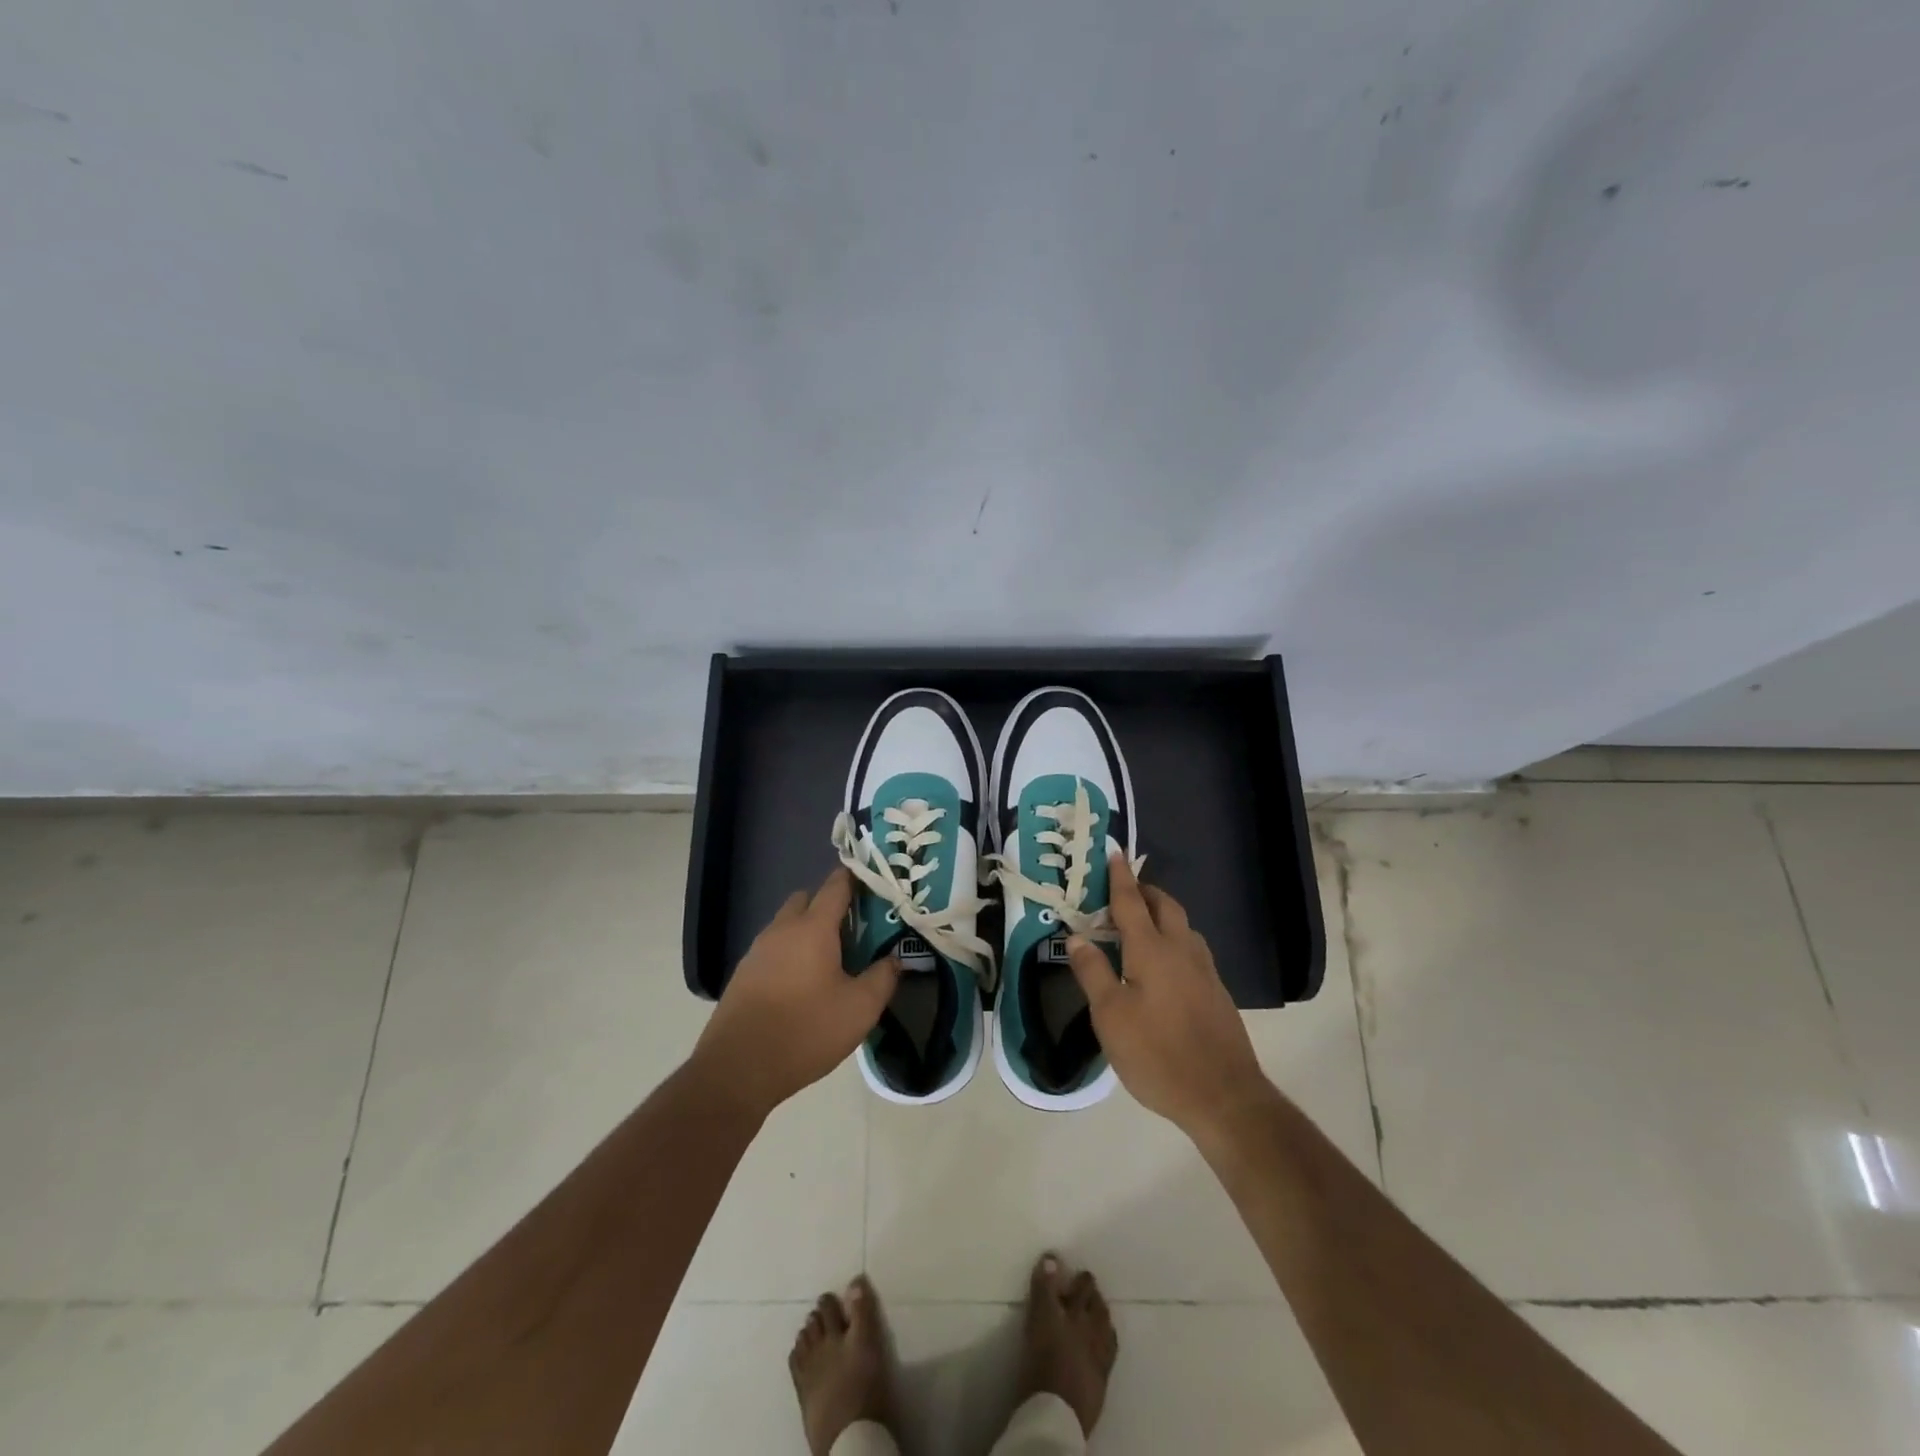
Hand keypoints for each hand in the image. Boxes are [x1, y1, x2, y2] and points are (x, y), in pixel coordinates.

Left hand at [694, 867, 899, 1118]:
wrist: (738, 1069)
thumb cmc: (806, 1031)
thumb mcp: (860, 1008)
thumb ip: (883, 977)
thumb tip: (895, 958)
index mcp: (813, 928)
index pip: (836, 885)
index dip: (856, 878)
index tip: (875, 882)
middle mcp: (782, 929)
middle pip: (807, 899)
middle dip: (830, 904)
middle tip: (856, 928)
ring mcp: (758, 950)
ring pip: (787, 924)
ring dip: (808, 930)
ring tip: (832, 958)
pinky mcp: (743, 973)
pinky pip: (774, 948)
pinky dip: (790, 952)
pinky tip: (803, 982)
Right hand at [1066, 855, 1271, 1142]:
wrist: (1224, 1096)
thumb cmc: (1157, 1053)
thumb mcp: (1110, 1016)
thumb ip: (1092, 972)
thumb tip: (1076, 936)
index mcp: (1151, 950)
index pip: (1131, 902)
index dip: (1120, 877)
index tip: (1114, 853)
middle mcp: (1182, 950)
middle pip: (1165, 906)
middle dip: (1145, 891)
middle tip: (1122, 891)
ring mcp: (1205, 971)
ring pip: (1183, 927)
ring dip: (1162, 914)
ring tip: (1141, 924)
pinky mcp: (1217, 992)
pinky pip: (1192, 949)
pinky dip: (1174, 939)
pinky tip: (1165, 964)